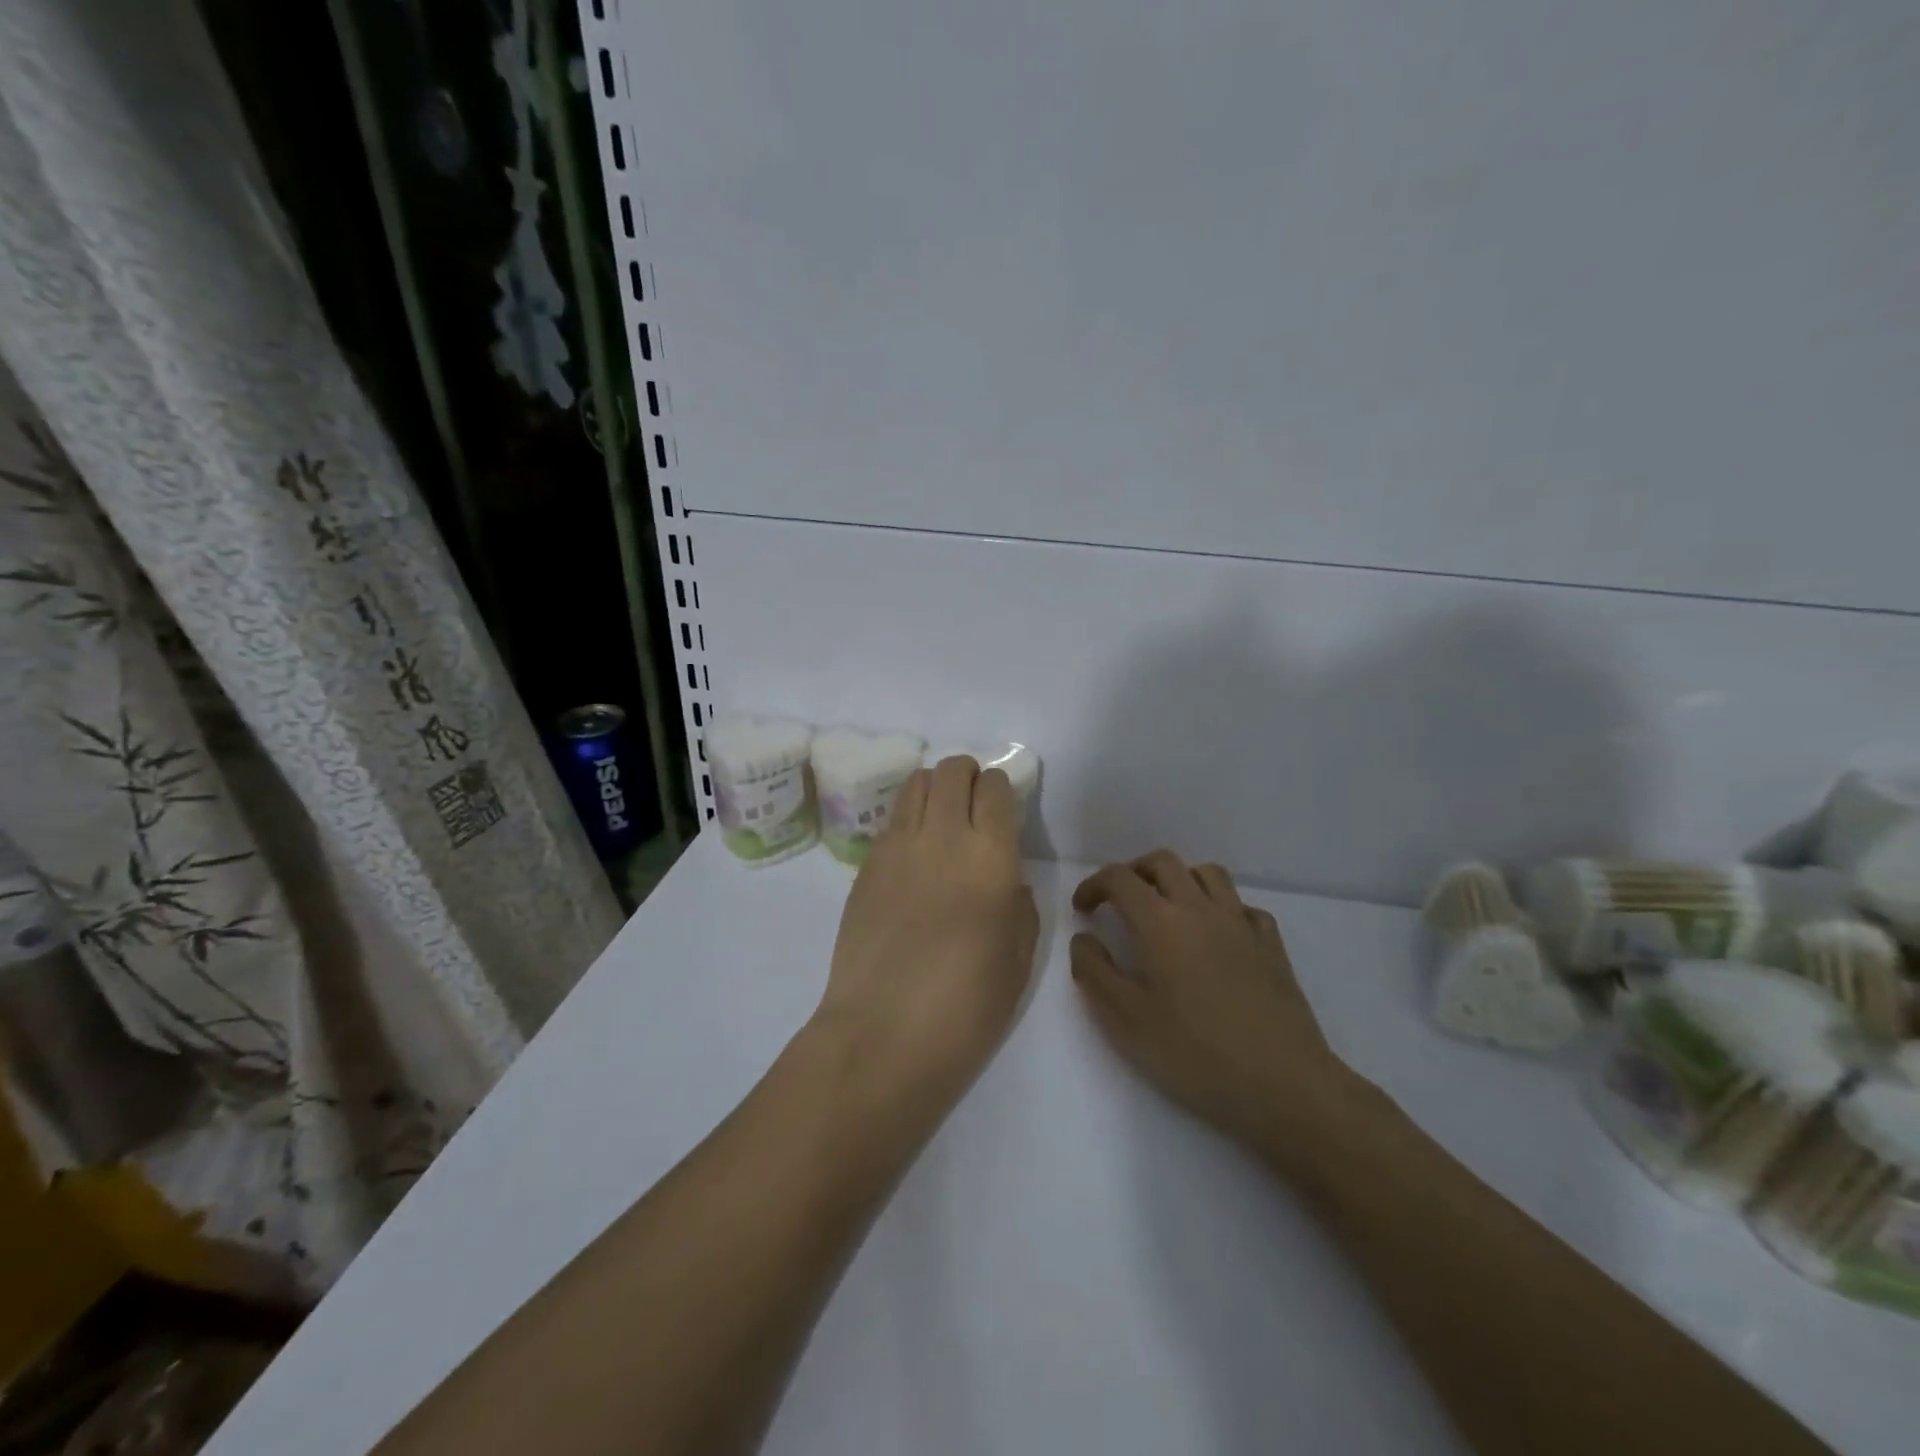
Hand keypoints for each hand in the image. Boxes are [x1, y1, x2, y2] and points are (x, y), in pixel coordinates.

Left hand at [811, 756, 1039, 1114]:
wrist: (883, 1035)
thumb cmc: (966, 1007)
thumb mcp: (1019, 959)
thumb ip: (1020, 905)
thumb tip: (1007, 880)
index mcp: (990, 857)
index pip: (995, 788)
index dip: (1001, 789)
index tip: (1003, 809)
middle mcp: (942, 836)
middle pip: (952, 770)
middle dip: (968, 776)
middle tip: (974, 807)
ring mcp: (897, 846)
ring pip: (916, 782)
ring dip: (935, 788)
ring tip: (942, 820)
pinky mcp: (865, 864)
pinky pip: (892, 819)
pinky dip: (908, 818)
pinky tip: (914, 855)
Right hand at [1070, 851, 1357, 1163]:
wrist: (1284, 1085)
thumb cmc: (1196, 1054)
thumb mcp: (1126, 1021)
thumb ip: (1095, 972)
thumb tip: (1084, 938)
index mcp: (1161, 922)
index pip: (1120, 878)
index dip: (1094, 885)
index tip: (1082, 909)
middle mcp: (1201, 909)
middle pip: (1163, 862)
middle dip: (1134, 872)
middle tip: (1119, 901)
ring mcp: (1242, 924)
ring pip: (1207, 873)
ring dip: (1179, 879)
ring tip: (1167, 909)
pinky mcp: (1272, 945)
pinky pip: (1242, 905)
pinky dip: (1221, 907)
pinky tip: (1216, 936)